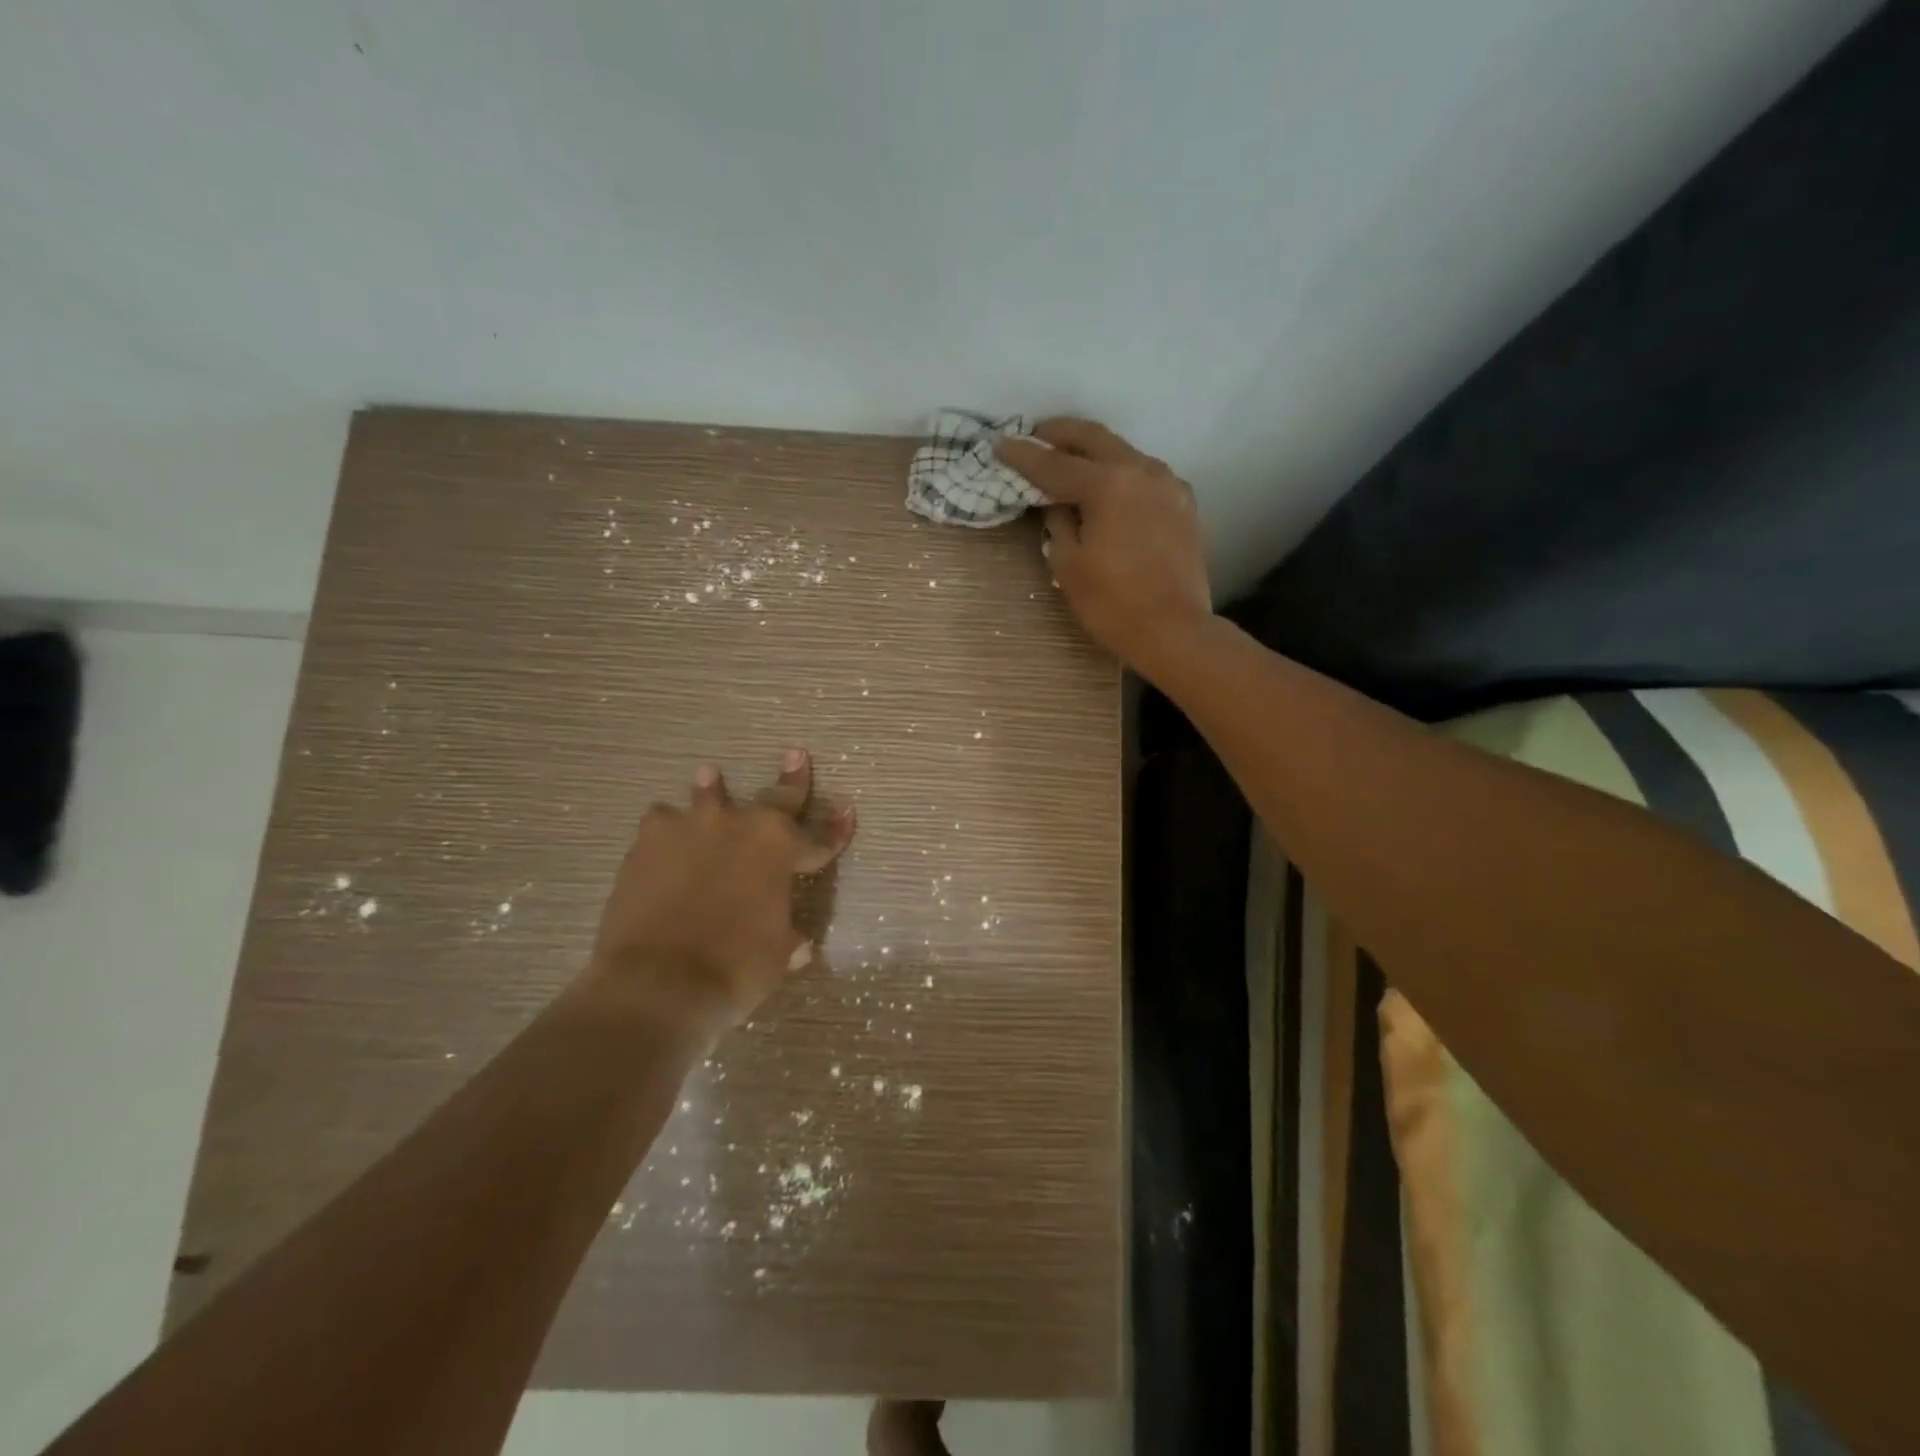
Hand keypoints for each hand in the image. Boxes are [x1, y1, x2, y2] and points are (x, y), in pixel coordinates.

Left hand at [588, 749, 854, 1033]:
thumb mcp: (777, 956)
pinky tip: (663, 836)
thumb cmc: (735, 968)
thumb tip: (799, 945)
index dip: (836, 828)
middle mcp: (741, 826)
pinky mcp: (648, 842)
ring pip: (707, 796)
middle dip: (791, 779)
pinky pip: (660, 823)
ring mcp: (691, 828)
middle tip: (796, 755)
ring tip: (710, 775)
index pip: (820, 838)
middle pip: (775, 798)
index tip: (847, 809)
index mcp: (781, 849)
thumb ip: (787, 939)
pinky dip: (667, 829)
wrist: (658, 980)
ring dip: (712, 789)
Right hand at [996, 418, 1211, 677]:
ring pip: (1124, 454)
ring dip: (1094, 452)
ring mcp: (1169, 485)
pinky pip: (1145, 477)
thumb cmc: (1112, 603)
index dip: (1023, 455)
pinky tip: (1110, 488)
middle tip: (1037, 435)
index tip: (1000, 444)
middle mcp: (1142, 471)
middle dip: (1062, 433)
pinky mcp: (1184, 504)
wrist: (1174, 631)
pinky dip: (1121, 474)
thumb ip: (1058, 523)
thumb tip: (1058, 503)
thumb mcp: (1068, 565)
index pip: (1054, 463)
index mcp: (1108, 484)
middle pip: (1095, 439)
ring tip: (1070, 460)